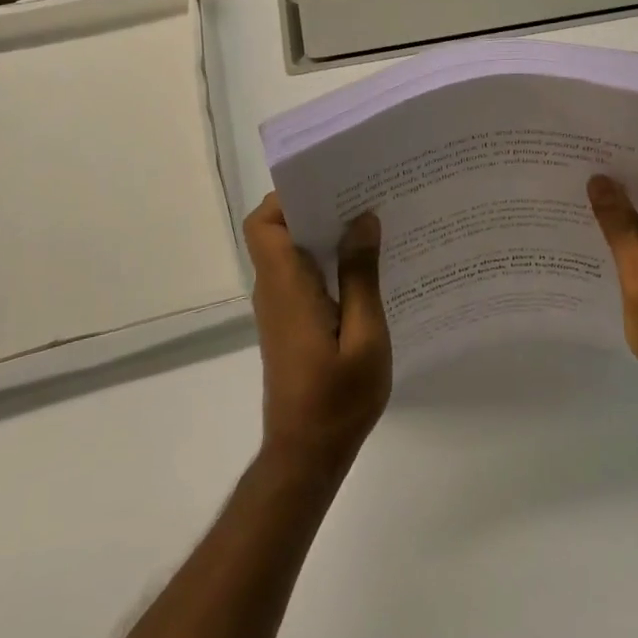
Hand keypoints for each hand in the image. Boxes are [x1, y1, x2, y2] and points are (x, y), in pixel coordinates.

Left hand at [242, 195, 391, 475]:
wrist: (307, 456)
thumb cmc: (338, 399)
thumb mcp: (364, 336)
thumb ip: (361, 276)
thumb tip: (362, 220)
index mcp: (287, 288)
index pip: (265, 224)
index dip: (289, 196)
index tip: (332, 182)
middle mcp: (275, 291)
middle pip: (278, 230)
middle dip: (316, 206)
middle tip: (364, 194)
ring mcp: (280, 308)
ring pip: (291, 251)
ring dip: (324, 231)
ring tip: (372, 220)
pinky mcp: (291, 323)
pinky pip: (302, 274)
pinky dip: (327, 259)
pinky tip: (366, 264)